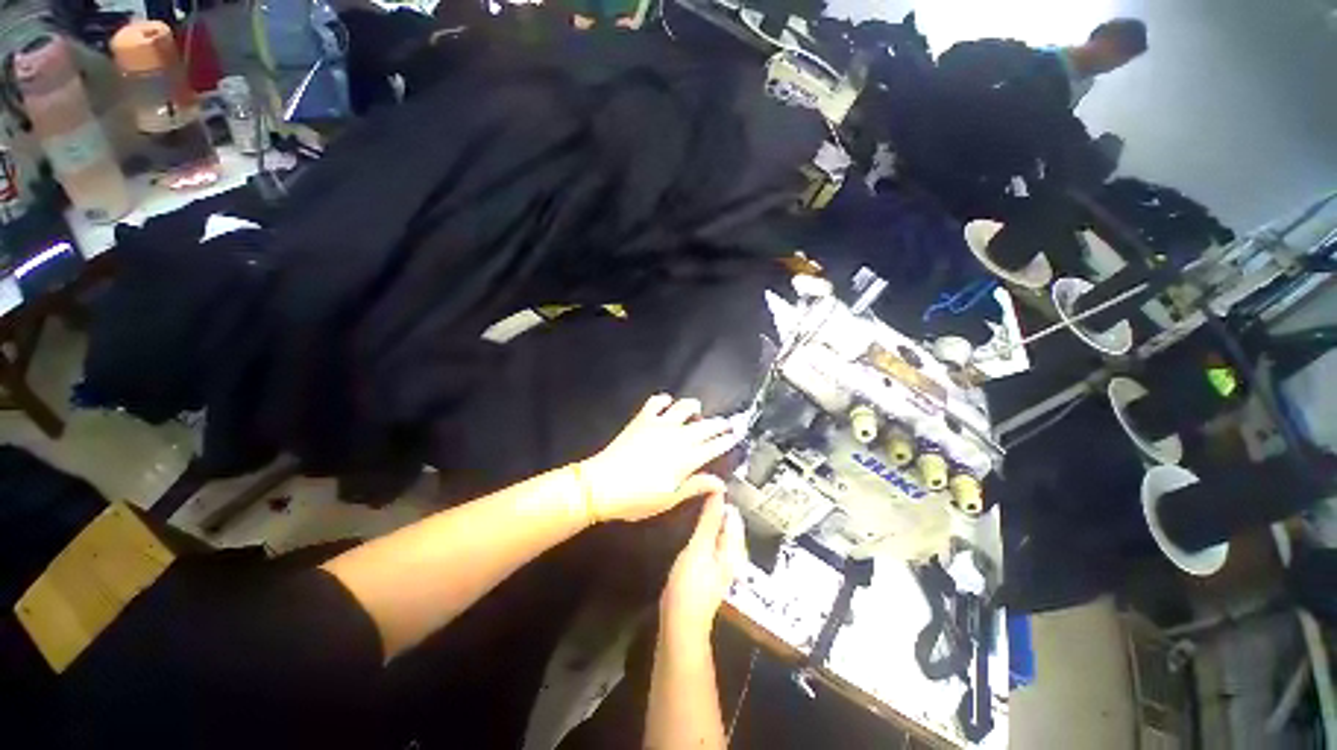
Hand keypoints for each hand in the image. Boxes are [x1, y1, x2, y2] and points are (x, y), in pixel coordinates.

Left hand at [578, 394, 740, 523]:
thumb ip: (695, 486)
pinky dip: (665, 401)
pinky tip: (668, 405)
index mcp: (686, 458)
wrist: (600, 485)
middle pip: (705, 425)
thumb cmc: (636, 499)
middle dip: (720, 423)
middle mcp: (677, 436)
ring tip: (698, 412)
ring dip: (695, 408)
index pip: (714, 446)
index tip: (736, 435)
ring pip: (684, 407)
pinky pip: (657, 402)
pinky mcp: (643, 419)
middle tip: (728, 423)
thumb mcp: (669, 499)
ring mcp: (659, 424)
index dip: (727, 440)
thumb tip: (719, 483)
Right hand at [660, 495, 746, 642]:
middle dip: (714, 507)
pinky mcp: (710, 567)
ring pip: (718, 530)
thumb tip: (718, 492)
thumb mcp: (699, 547)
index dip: (720, 498)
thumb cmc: (690, 585)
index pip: (733, 513)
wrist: (680, 624)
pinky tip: (691, 527)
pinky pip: (711, 540)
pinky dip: (703, 530)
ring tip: (690, 506)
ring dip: (707, 518)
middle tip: (693, 495)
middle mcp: (733, 552)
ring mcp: (722, 561)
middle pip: (727, 521)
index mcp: (735, 547)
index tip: (701, 486)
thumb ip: (709, 520)